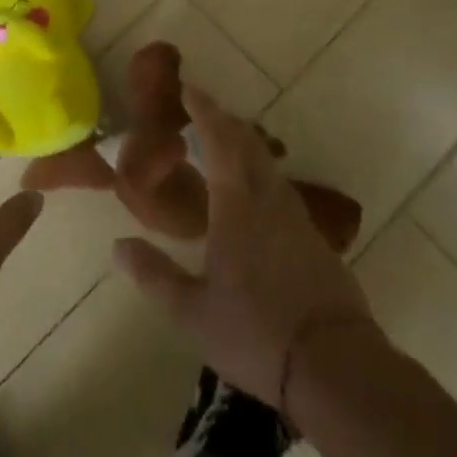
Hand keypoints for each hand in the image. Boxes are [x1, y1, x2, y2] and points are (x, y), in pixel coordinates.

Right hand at [112, 86, 372, 406]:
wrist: (338, 368)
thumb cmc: (257, 333)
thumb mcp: (192, 312)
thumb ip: (154, 274)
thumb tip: (118, 245)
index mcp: (237, 205)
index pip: (219, 141)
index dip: (204, 111)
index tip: (189, 89)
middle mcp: (269, 200)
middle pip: (248, 144)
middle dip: (224, 121)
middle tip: (202, 111)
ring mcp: (297, 219)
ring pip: (268, 166)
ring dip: (245, 146)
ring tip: (224, 148)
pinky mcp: (315, 241)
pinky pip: (281, 190)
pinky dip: (261, 175)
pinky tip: (254, 198)